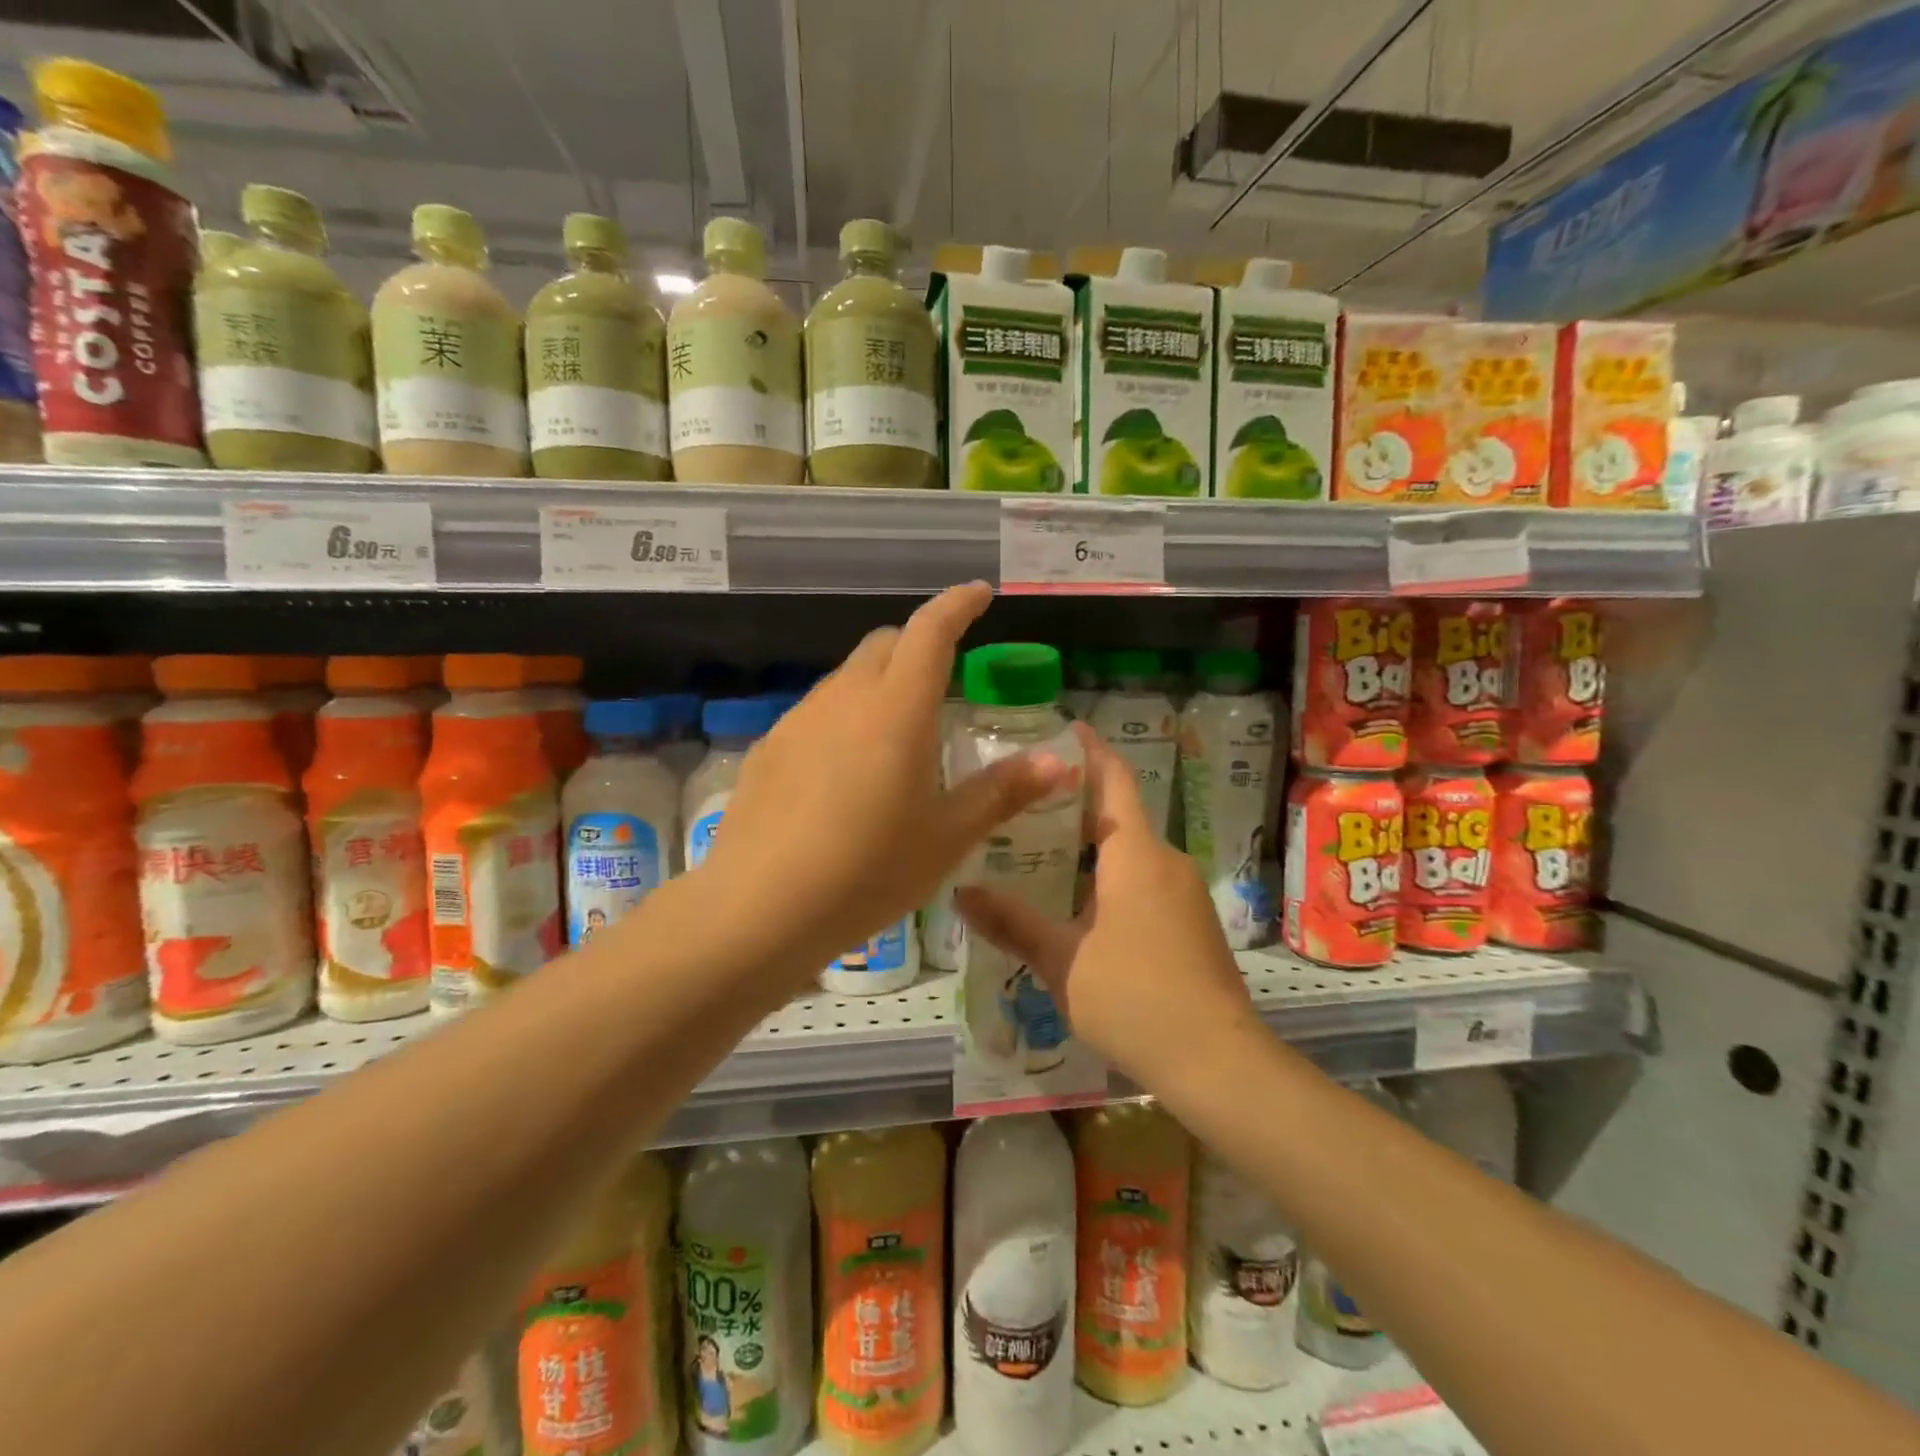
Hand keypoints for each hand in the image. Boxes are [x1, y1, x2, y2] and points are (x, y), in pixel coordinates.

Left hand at [696, 582, 1076, 984]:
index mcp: (897, 710)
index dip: (958, 605)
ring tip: (896, 735)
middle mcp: (845, 698)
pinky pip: (817, 712)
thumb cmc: (868, 871)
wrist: (759, 908)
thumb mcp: (946, 838)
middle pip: (886, 644)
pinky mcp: (770, 747)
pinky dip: (844, 717)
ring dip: (879, 683)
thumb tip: (1057, 762)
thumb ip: (1002, 792)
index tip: (980, 594)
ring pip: (848, 677)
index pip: (931, 631)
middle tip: (944, 678)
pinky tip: (844, 772)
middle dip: (919, 643)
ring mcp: (800, 719)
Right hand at [955, 724, 1263, 1093]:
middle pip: (1118, 816)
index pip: (1113, 781)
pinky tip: (1077, 904)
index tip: (1067, 726)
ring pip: (1130, 853)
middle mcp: (1165, 861)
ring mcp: (1183, 893)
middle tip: (1024, 801)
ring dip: (1090, 846)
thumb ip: (1011, 922)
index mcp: (1135, 854)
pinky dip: (1109, 876)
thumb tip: (961, 892)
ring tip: (1039, 851)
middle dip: (1075, 804)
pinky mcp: (1191, 924)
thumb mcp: (1061, 960)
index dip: (1091, 750)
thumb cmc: (1134, 997)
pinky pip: (1144, 881)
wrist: (1217, 1062)